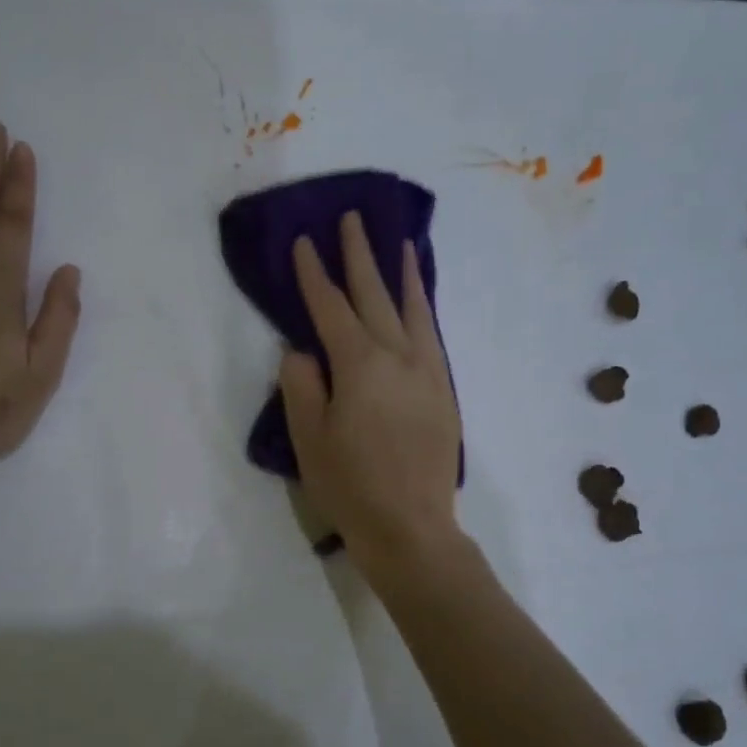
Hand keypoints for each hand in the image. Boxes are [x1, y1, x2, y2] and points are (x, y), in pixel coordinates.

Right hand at [280, 212, 462, 581]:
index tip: (303, 242)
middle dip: (359, 256)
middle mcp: (398, 357)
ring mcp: (428, 372)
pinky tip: (419, 303)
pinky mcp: (445, 391)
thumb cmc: (350, 486)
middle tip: (352, 219)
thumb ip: (301, 385)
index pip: (329, 307)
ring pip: (413, 310)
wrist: (411, 527)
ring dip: (402, 274)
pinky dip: (424, 310)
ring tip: (399, 244)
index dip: (313, 274)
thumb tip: (301, 349)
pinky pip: (432, 336)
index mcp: (359, 365)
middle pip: (374, 295)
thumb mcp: (309, 438)